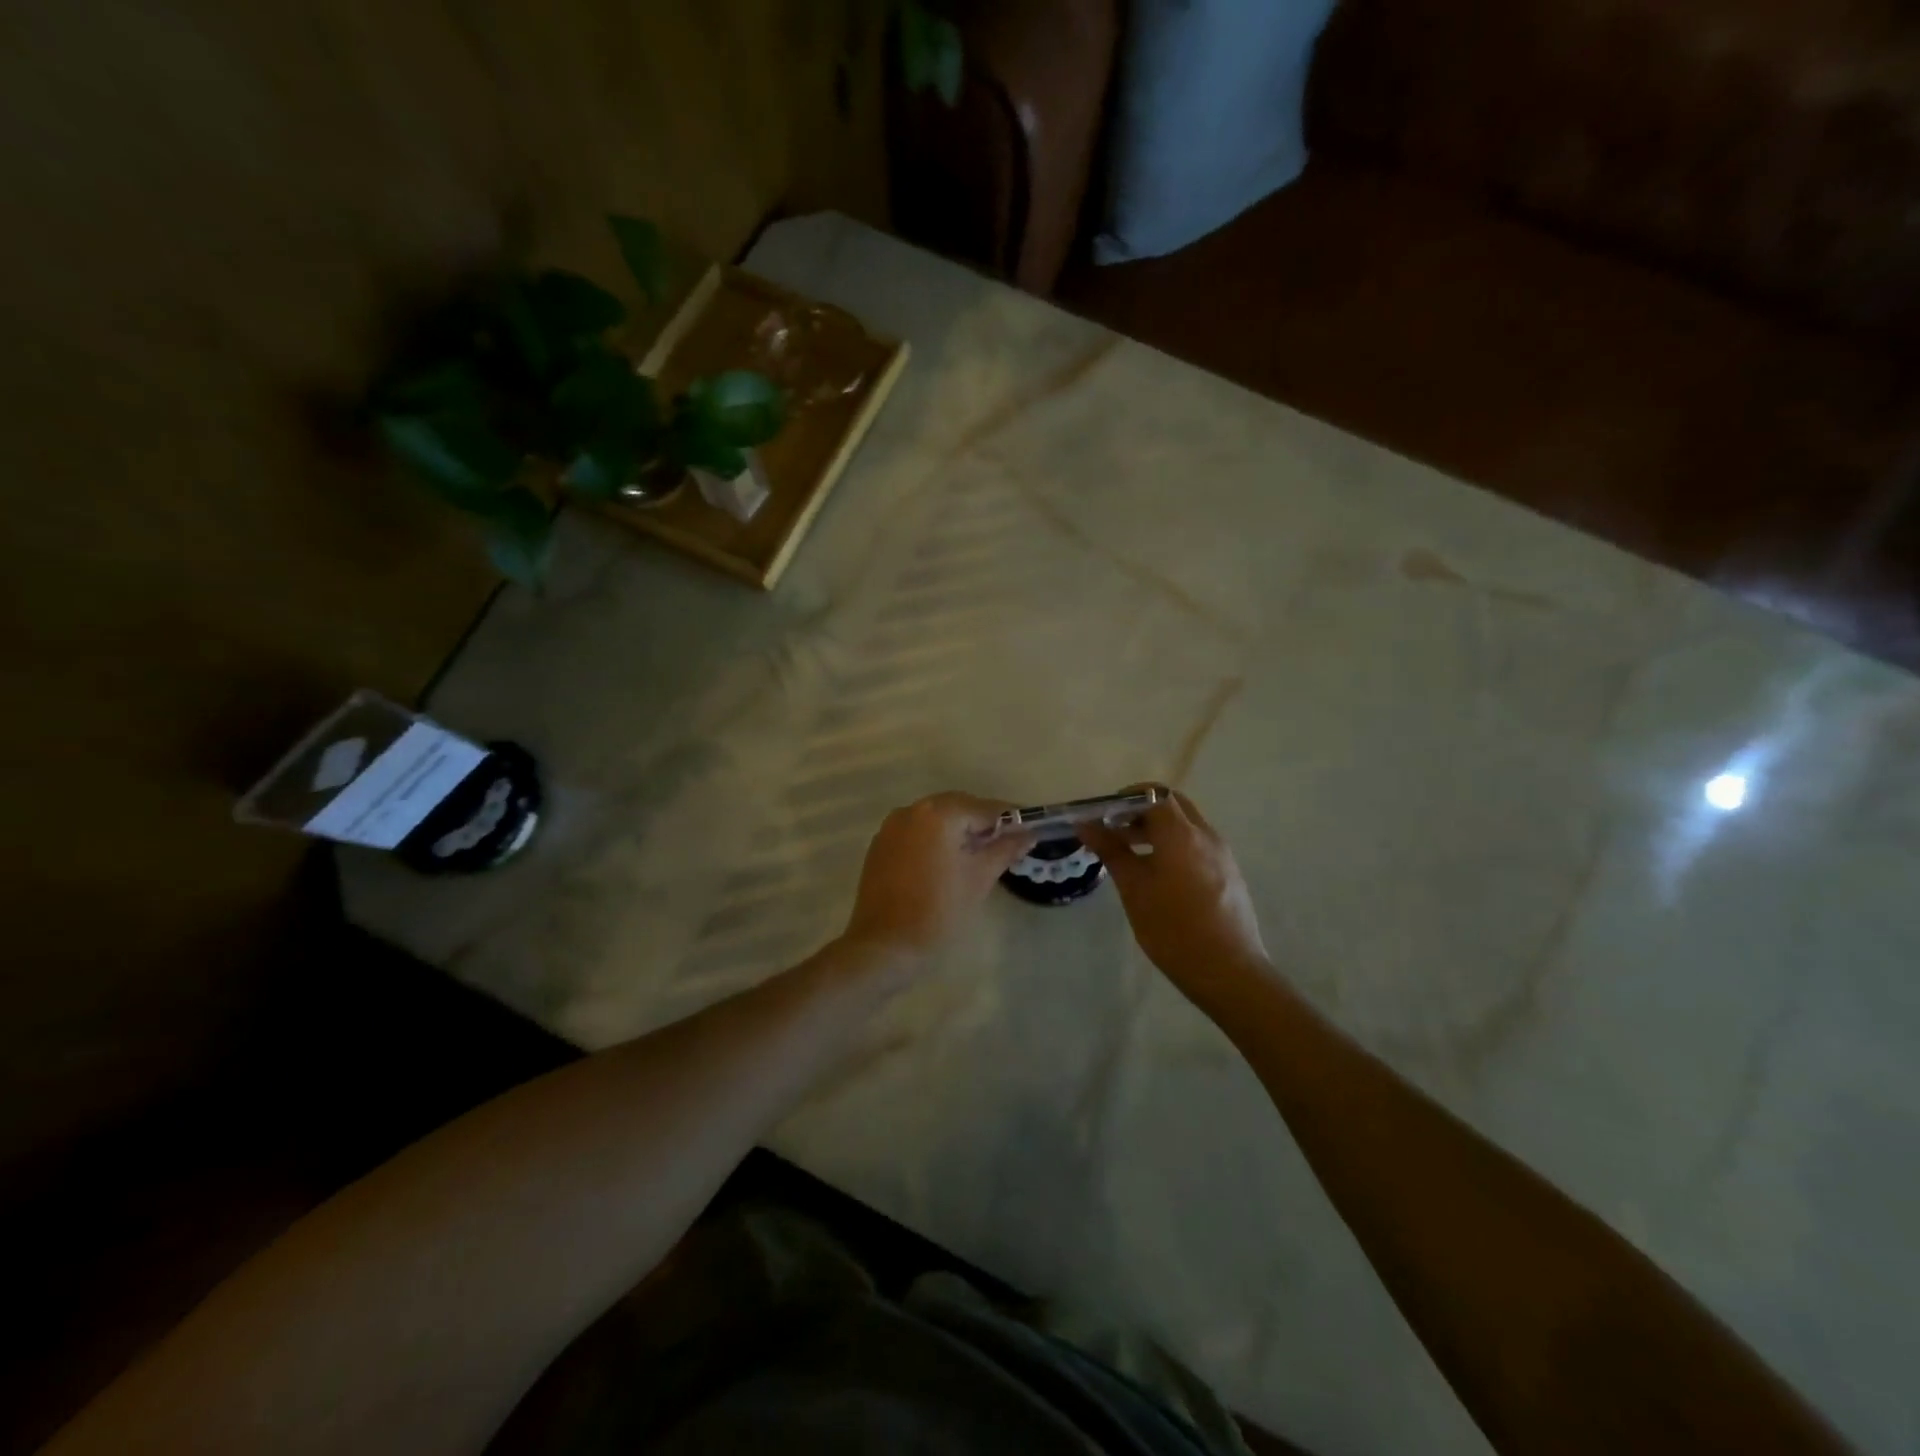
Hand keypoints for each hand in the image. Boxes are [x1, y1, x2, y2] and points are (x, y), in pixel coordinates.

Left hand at [842, 792, 1034, 959]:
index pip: (985, 808)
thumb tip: (1028, 834)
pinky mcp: (881, 844)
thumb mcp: (979, 878)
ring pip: (936, 818)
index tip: (1029, 830)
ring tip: (979, 853)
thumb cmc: (938, 910)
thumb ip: (1005, 849)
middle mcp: (913, 810)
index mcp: (939, 814)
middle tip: (1007, 843)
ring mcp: (893, 826)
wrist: (885, 944)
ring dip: (959, 829)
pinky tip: (947, 860)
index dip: (1010, 819)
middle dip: (983, 822)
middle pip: (959, 807)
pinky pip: (917, 831)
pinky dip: (936, 838)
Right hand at [1077, 789, 1271, 1006]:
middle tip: (1115, 830)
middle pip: (1172, 804)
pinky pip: (1198, 843)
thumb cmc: (1173, 929)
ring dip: (1158, 828)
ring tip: (1131, 853)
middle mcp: (1205, 835)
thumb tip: (1086, 825)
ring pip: (1186, 824)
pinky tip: (1158, 874)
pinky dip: (1175, 844)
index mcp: (1181, 834)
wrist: (1229, 971)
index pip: (1153, 794)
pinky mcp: (1229, 872)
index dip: (1125, 799)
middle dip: (1142, 810)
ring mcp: (1222, 853)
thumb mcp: (1134, 889)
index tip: (1103, 815)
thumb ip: (1111, 851)